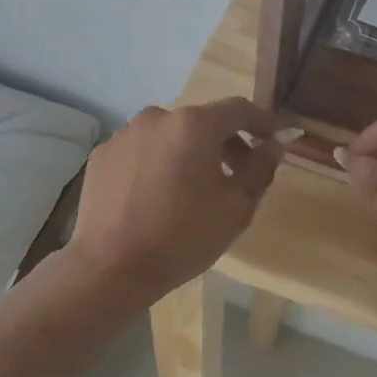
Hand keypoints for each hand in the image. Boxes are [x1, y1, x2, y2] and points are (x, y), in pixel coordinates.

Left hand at [69, 97, 284, 301]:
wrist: (109, 268)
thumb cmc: (182, 237)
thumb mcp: (236, 208)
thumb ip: (260, 169)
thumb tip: (273, 145)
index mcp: (194, 124)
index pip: (238, 109)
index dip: (261, 121)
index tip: (273, 138)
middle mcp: (158, 116)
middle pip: (202, 120)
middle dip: (225, 141)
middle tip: (238, 172)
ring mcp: (125, 133)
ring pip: (169, 134)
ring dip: (188, 151)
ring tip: (192, 187)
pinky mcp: (103, 153)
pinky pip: (141, 150)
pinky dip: (156, 162)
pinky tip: (156, 195)